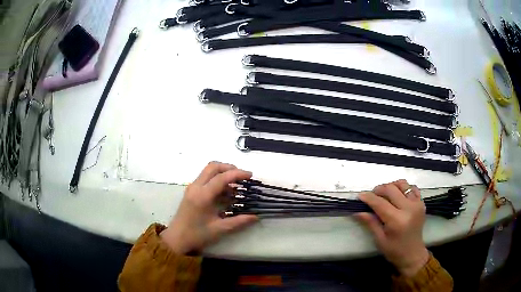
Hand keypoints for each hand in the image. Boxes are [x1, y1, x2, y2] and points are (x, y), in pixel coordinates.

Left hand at [160, 162, 257, 254]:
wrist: (177, 238)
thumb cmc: (197, 234)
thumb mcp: (219, 229)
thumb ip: (238, 221)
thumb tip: (256, 216)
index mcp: (202, 196)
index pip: (221, 177)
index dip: (237, 174)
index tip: (250, 175)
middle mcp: (196, 187)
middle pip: (213, 167)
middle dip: (229, 168)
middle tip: (242, 177)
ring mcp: (192, 188)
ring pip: (208, 171)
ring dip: (223, 173)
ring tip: (237, 185)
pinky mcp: (191, 191)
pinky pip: (205, 178)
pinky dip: (217, 180)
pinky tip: (226, 192)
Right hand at [357, 180, 428, 276]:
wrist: (413, 254)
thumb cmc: (394, 250)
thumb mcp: (379, 239)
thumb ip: (370, 222)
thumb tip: (358, 211)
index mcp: (397, 220)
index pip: (380, 203)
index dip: (368, 198)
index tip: (360, 196)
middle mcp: (408, 208)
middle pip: (391, 189)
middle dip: (378, 190)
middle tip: (371, 196)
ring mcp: (417, 204)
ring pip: (402, 184)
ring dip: (391, 186)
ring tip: (384, 194)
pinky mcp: (421, 202)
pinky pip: (412, 188)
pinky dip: (403, 188)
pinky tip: (398, 196)